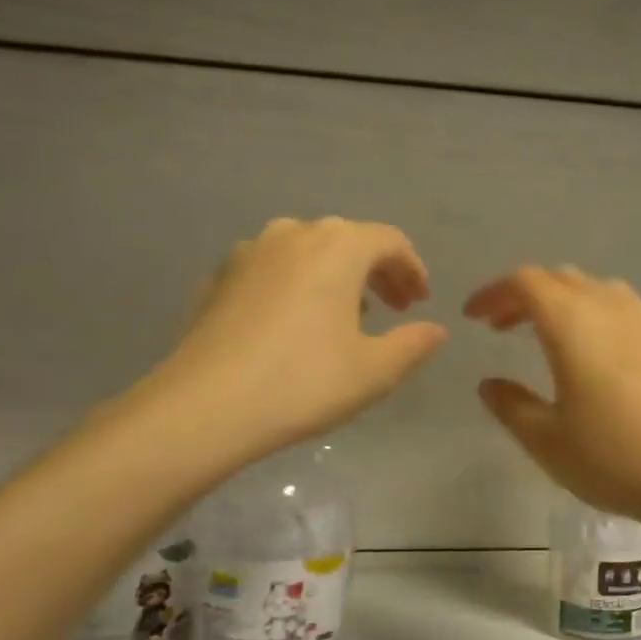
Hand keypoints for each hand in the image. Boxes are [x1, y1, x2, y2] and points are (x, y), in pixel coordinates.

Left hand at [157, 218, 446, 458]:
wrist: (204, 406)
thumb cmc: (303, 382)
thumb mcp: (374, 371)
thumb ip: (413, 344)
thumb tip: (436, 330)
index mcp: (338, 246)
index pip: (390, 241)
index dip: (412, 268)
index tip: (421, 302)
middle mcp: (294, 233)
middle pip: (349, 240)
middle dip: (378, 272)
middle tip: (395, 309)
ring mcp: (250, 251)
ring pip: (308, 251)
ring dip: (337, 275)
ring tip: (348, 315)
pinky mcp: (220, 276)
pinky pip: (274, 268)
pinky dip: (299, 284)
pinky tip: (296, 322)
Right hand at [464, 266, 640, 535]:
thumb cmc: (618, 458)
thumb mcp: (548, 441)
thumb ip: (511, 406)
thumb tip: (490, 384)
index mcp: (574, 322)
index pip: (525, 283)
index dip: (494, 292)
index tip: (473, 316)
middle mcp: (612, 306)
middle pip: (562, 279)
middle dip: (526, 295)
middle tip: (503, 326)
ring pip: (598, 291)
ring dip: (566, 304)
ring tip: (551, 337)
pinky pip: (628, 313)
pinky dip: (601, 319)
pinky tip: (605, 357)